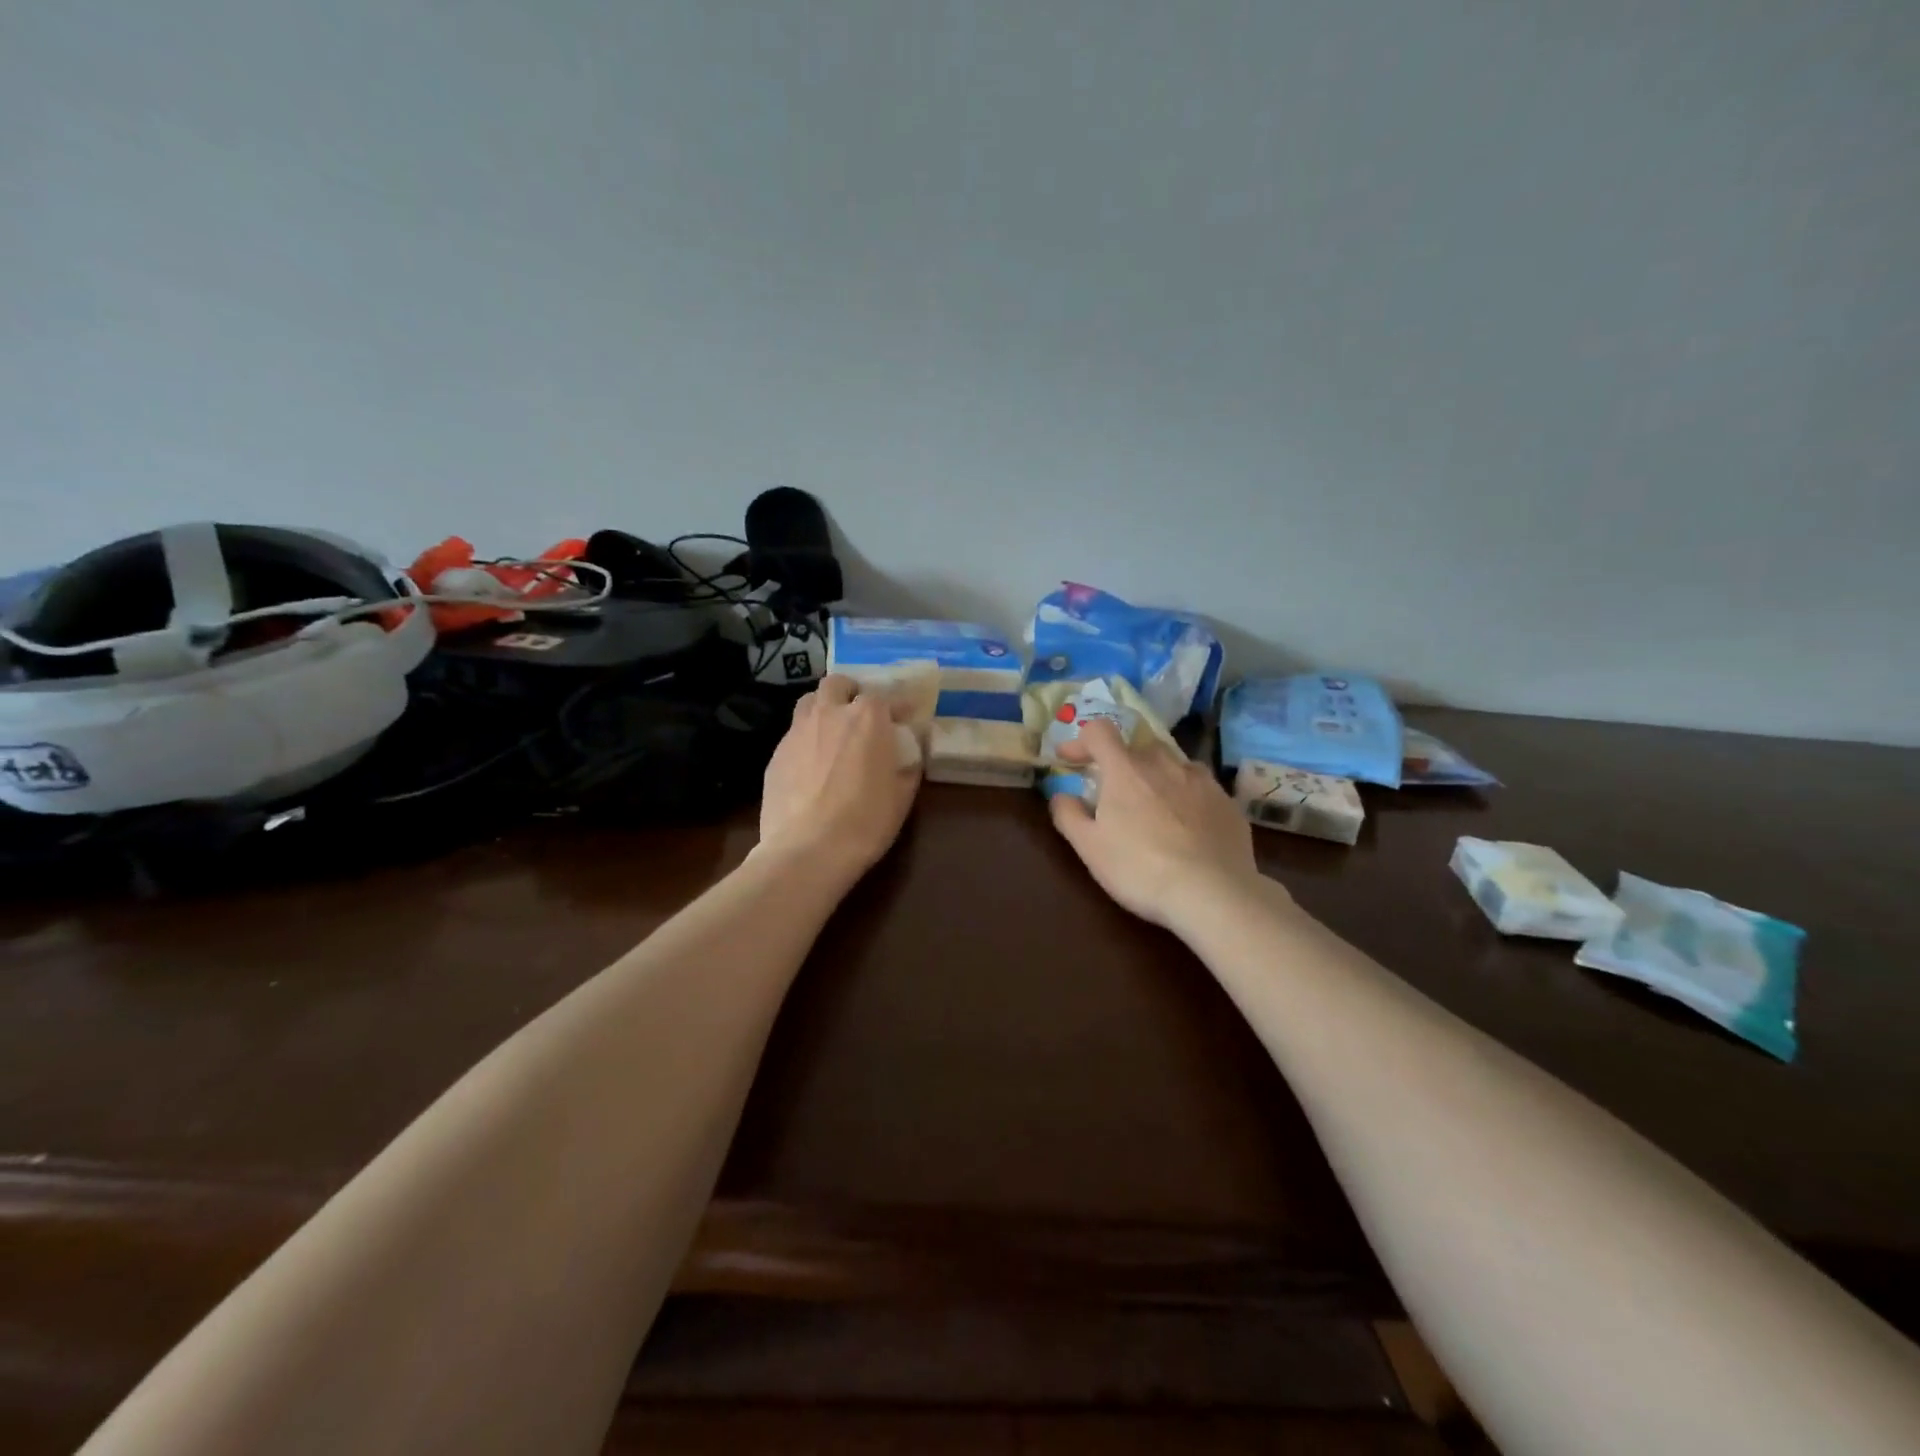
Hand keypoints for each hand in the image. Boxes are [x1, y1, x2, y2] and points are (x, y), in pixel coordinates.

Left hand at [758, 674, 921, 885]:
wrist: (807, 849)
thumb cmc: (865, 821)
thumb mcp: (902, 796)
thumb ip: (908, 766)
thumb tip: (910, 753)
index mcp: (867, 718)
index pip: (885, 696)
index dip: (896, 706)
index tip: (904, 718)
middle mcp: (830, 714)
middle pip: (838, 684)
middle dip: (850, 692)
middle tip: (859, 713)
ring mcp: (797, 731)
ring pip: (809, 702)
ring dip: (823, 708)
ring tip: (831, 730)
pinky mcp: (776, 754)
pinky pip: (793, 734)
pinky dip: (806, 739)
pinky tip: (811, 764)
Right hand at [1049, 721, 1270, 933]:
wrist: (1213, 894)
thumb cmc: (1140, 869)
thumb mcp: (1090, 848)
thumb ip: (1068, 815)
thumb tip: (1061, 795)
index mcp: (1125, 770)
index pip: (1099, 732)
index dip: (1080, 741)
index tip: (1069, 759)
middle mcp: (1164, 764)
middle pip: (1138, 747)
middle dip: (1122, 763)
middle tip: (1115, 793)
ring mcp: (1201, 781)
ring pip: (1173, 765)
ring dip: (1158, 777)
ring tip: (1155, 807)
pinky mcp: (1227, 802)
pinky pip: (1201, 788)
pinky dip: (1187, 797)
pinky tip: (1188, 826)